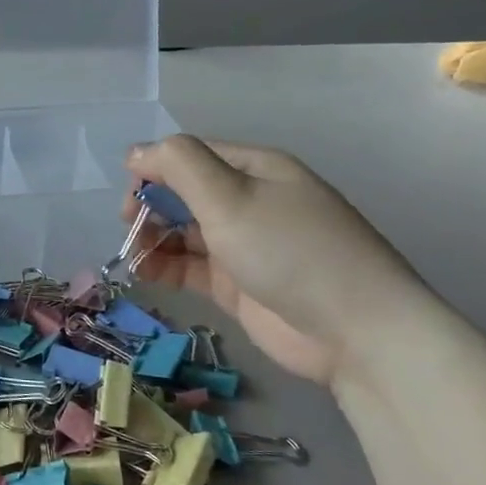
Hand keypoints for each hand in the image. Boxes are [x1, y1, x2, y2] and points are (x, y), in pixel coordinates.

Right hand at [125, 137, 428, 385]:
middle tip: (130, 227)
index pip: (190, 156)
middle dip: (152, 205)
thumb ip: (179, 165)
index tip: (129, 196)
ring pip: (184, 232)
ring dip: (154, 238)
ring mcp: (245, 245)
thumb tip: (136, 152)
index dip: (154, 169)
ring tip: (134, 255)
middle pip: (184, 193)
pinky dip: (165, 266)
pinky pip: (191, 267)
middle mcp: (249, 201)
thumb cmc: (289, 251)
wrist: (356, 331)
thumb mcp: (230, 196)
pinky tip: (145, 272)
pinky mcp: (239, 285)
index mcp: (254, 169)